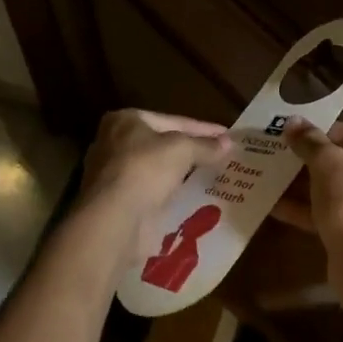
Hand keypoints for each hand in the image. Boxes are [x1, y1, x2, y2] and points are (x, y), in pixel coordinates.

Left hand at [79, 109, 229, 255]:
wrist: (115, 220)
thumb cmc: (145, 170)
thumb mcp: (183, 149)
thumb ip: (206, 145)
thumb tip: (229, 143)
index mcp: (125, 120)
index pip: (173, 120)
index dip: (203, 128)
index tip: (227, 135)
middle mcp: (114, 143)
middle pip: (162, 144)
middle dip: (191, 150)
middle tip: (220, 155)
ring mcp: (113, 175)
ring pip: (157, 169)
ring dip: (181, 173)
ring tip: (211, 175)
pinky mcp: (117, 202)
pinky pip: (152, 191)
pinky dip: (170, 193)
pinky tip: (192, 197)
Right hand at [273, 118, 342, 326]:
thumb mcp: (327, 165)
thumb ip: (309, 141)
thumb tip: (292, 121)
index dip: (322, 134)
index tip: (294, 139)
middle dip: (313, 161)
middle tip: (282, 157)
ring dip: (310, 185)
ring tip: (274, 178)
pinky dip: (315, 208)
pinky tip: (278, 206)